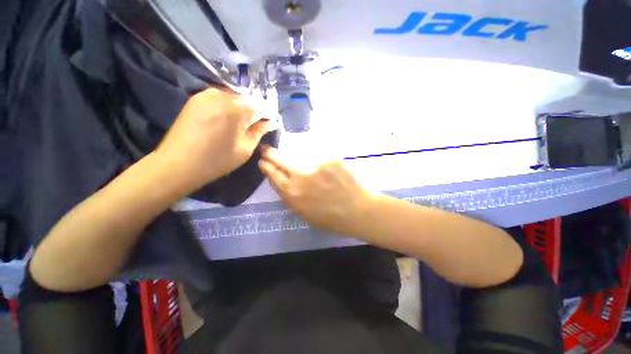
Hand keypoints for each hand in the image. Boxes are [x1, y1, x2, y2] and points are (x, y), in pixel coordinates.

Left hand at [154, 88, 274, 190]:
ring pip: (235, 98)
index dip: (268, 115)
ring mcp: (207, 94)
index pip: (261, 107)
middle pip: (248, 100)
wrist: (178, 163)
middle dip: (255, 111)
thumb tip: (271, 123)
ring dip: (242, 108)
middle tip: (258, 125)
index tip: (271, 123)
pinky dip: (229, 106)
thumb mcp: (245, 149)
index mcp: (237, 111)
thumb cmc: (217, 160)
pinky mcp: (197, 98)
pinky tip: (228, 119)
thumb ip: (259, 132)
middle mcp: (223, 96)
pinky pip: (220, 98)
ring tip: (243, 123)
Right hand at [259, 146, 372, 235]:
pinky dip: (314, 155)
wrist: (357, 211)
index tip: (263, 162)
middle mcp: (300, 176)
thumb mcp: (304, 213)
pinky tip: (318, 160)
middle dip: (270, 153)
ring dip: (293, 154)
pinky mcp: (329, 158)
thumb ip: (291, 196)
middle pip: (279, 159)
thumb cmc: (330, 218)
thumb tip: (283, 181)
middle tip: (266, 148)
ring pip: (297, 153)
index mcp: (292, 194)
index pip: (273, 175)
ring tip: (294, 154)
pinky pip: (317, 152)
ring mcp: (315, 164)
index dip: (266, 167)